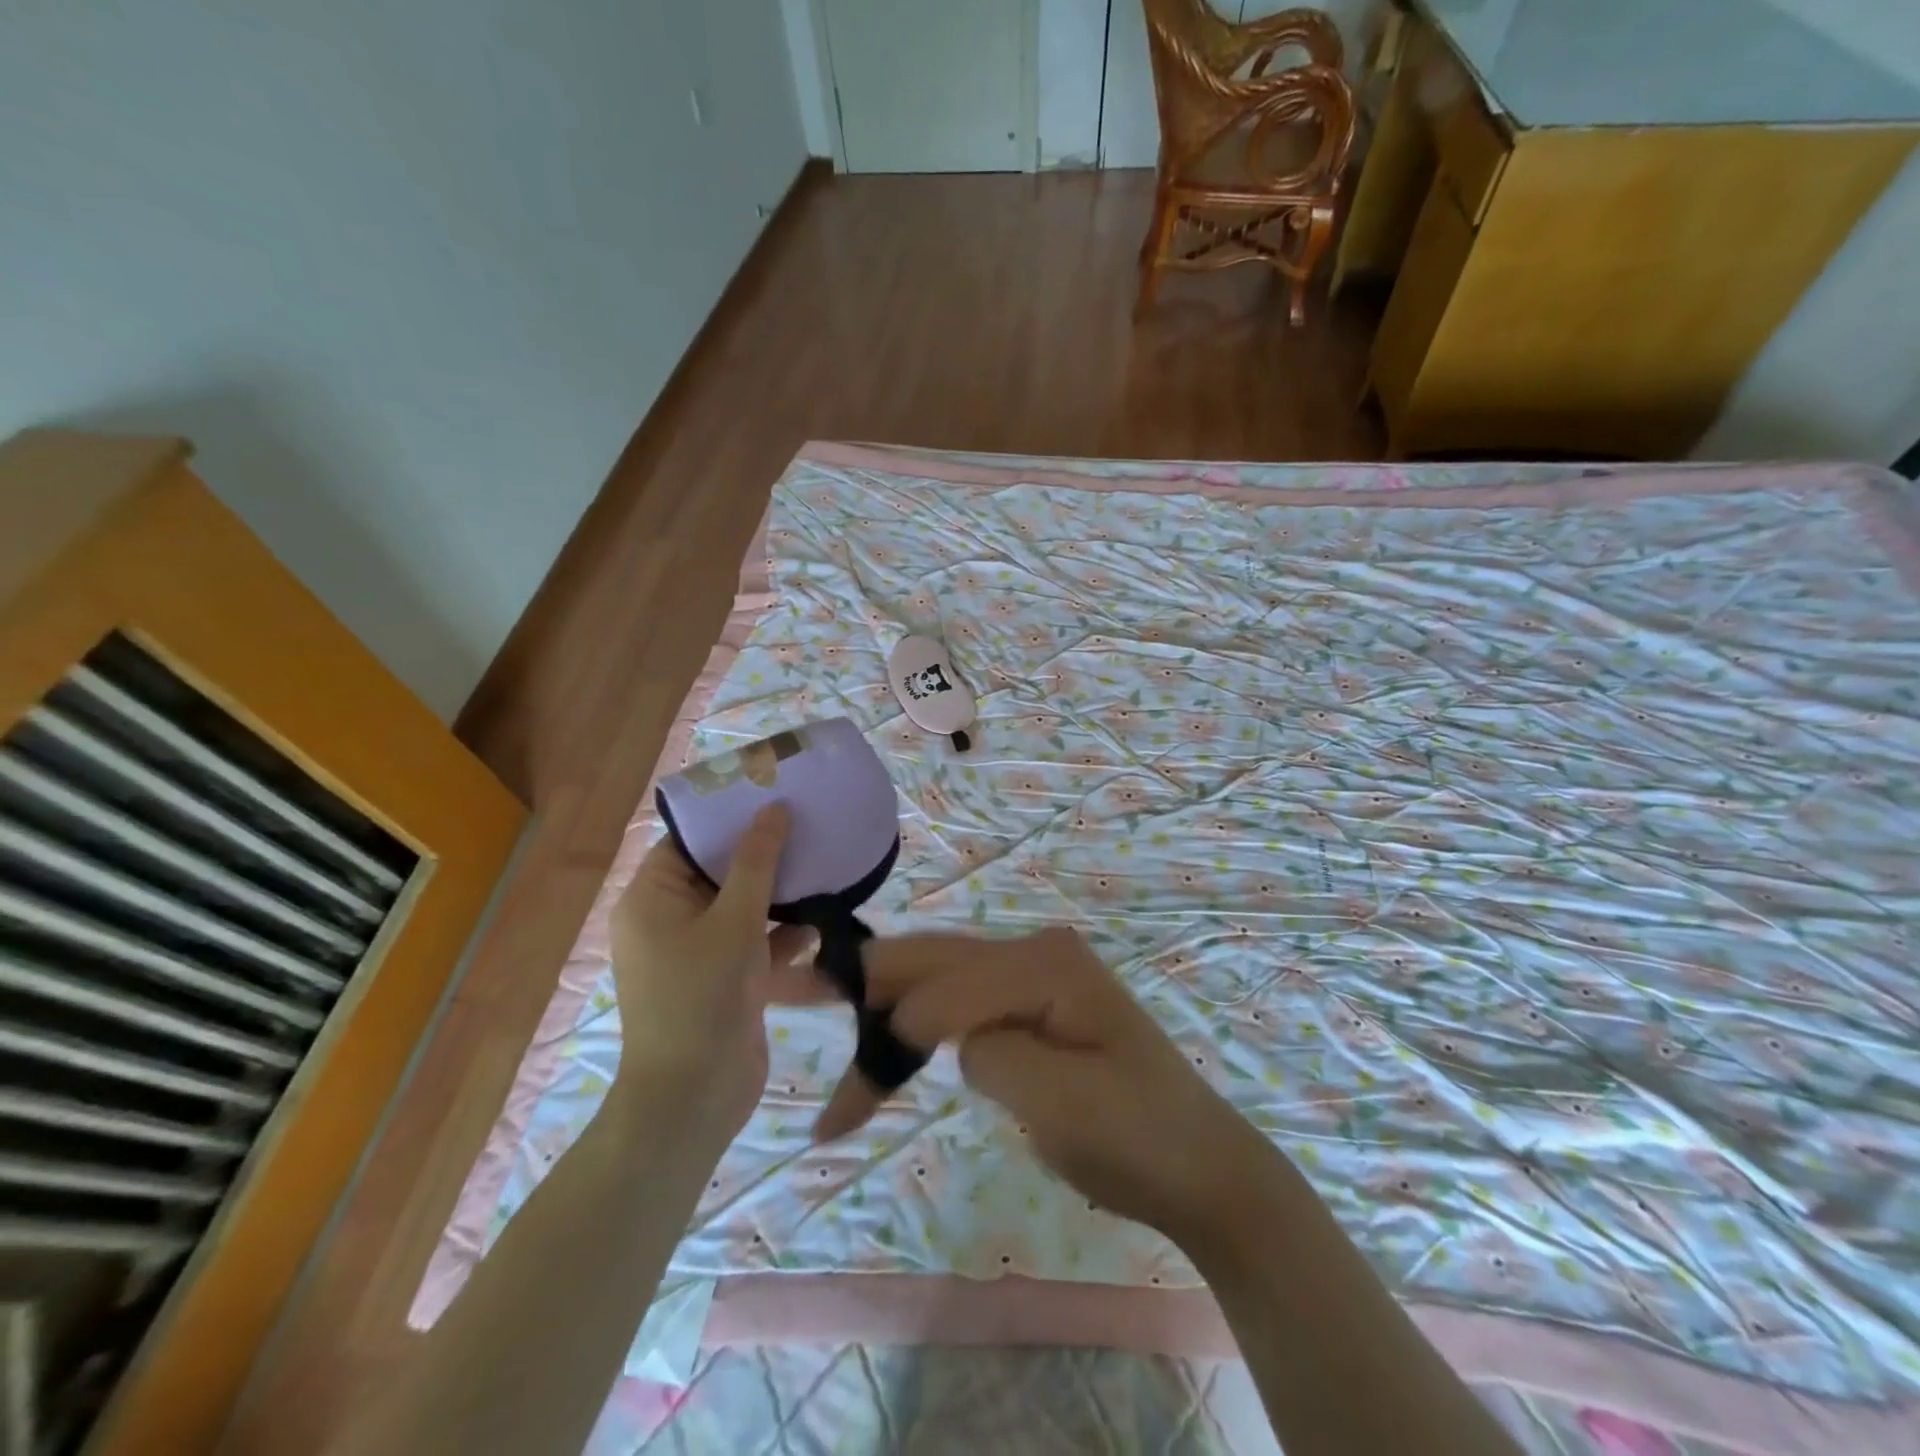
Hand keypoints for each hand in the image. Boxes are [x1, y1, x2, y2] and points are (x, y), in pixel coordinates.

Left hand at [610, 805, 822, 1133]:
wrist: (695, 1097)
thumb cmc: (703, 996)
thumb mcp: (734, 921)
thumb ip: (756, 862)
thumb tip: (773, 809)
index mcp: (652, 899)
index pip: (688, 842)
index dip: (728, 818)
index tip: (773, 796)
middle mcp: (668, 920)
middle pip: (718, 872)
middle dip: (763, 855)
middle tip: (806, 825)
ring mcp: (697, 952)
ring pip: (741, 907)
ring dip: (778, 894)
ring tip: (822, 866)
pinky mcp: (723, 979)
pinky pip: (753, 941)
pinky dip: (781, 933)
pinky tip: (820, 922)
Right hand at [814, 927, 1273, 1243]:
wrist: (1200, 1166)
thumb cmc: (1135, 1137)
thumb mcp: (1058, 1100)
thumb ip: (990, 1050)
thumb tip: (944, 1033)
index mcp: (1045, 964)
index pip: (949, 984)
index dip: (897, 1029)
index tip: (853, 1091)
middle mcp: (1034, 952)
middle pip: (933, 960)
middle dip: (865, 982)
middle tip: (790, 985)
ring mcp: (1032, 976)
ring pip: (938, 979)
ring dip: (884, 1009)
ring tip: (820, 1010)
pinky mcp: (1030, 1006)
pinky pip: (959, 1004)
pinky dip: (916, 1028)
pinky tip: (883, 1043)